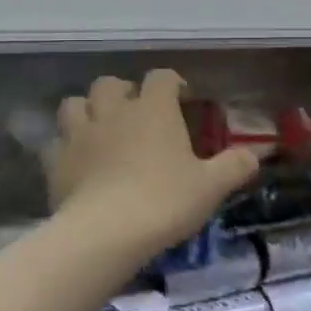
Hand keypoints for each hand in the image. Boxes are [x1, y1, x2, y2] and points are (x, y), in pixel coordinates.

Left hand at [48, 71, 261, 255]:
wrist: (106, 232)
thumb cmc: (164, 201)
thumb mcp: (210, 187)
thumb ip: (234, 166)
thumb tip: (254, 155)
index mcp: (153, 109)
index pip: (161, 78)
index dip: (172, 83)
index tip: (181, 97)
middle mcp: (113, 111)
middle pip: (109, 83)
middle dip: (121, 91)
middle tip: (134, 111)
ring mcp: (79, 134)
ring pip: (74, 104)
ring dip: (86, 110)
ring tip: (98, 128)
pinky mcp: (56, 161)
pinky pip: (55, 143)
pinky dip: (65, 147)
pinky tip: (75, 162)